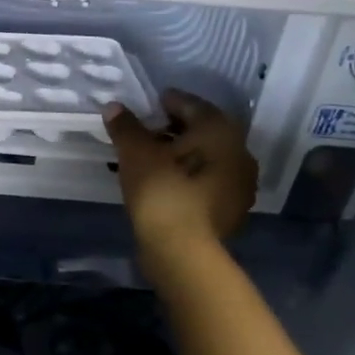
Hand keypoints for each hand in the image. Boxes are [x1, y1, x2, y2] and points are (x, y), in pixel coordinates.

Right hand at [104, 90, 256, 272]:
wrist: (183, 252)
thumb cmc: (162, 191)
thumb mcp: (136, 153)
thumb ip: (126, 127)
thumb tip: (114, 107)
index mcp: (221, 131)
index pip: (193, 105)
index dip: (169, 102)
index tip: (149, 105)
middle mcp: (239, 153)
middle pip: (202, 132)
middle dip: (174, 130)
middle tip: (146, 132)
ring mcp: (240, 186)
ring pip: (205, 159)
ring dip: (181, 156)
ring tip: (150, 159)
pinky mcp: (231, 211)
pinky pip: (206, 183)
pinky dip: (187, 178)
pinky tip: (164, 183)